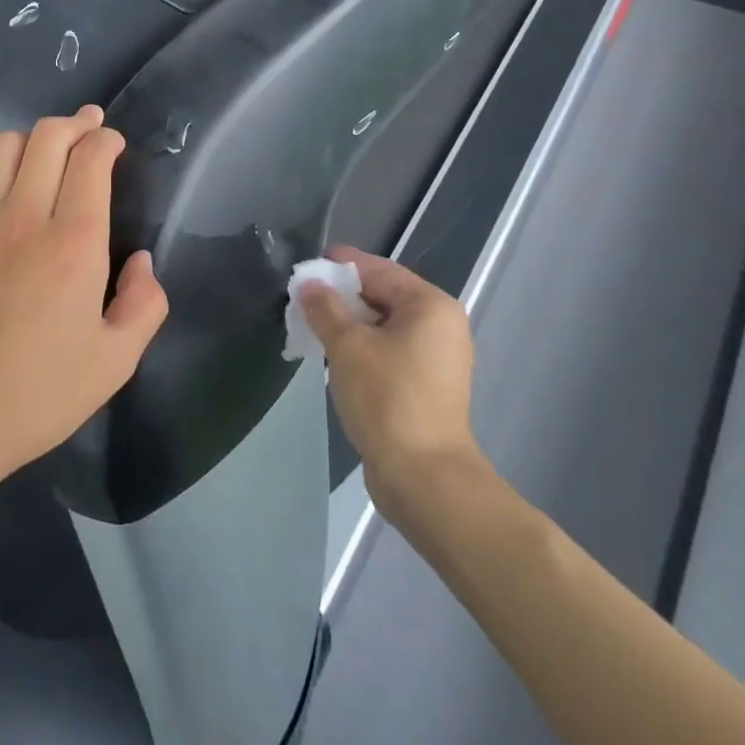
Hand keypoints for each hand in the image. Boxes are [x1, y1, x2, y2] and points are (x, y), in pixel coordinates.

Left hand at [0, 105, 168, 491]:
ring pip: (5, 147)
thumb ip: (144, 304)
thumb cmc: (37, 394)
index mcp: (73, 244)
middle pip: (47, 137)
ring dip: (35, 138)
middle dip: (76, 123)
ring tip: (52, 151)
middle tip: (91, 127)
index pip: (90, 159)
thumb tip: (140, 261)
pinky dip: (5, 175)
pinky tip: (16, 203)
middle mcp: (25, 219)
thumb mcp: (114, 363)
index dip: (106, 140)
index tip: (115, 144)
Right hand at [300, 247, 483, 519]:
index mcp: (430, 305)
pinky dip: (363, 348)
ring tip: (312, 327)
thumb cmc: (387, 398)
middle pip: (383, 296)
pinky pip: (390, 351)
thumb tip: (308, 284)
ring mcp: (438, 358)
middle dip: (342, 297)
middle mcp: (441, 326)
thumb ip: (324, 308)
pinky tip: (334, 357)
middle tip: (303, 300)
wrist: (423, 477)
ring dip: (350, 325)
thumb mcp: (347, 346)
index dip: (340, 266)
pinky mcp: (428, 386)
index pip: (379, 270)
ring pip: (385, 326)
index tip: (306, 268)